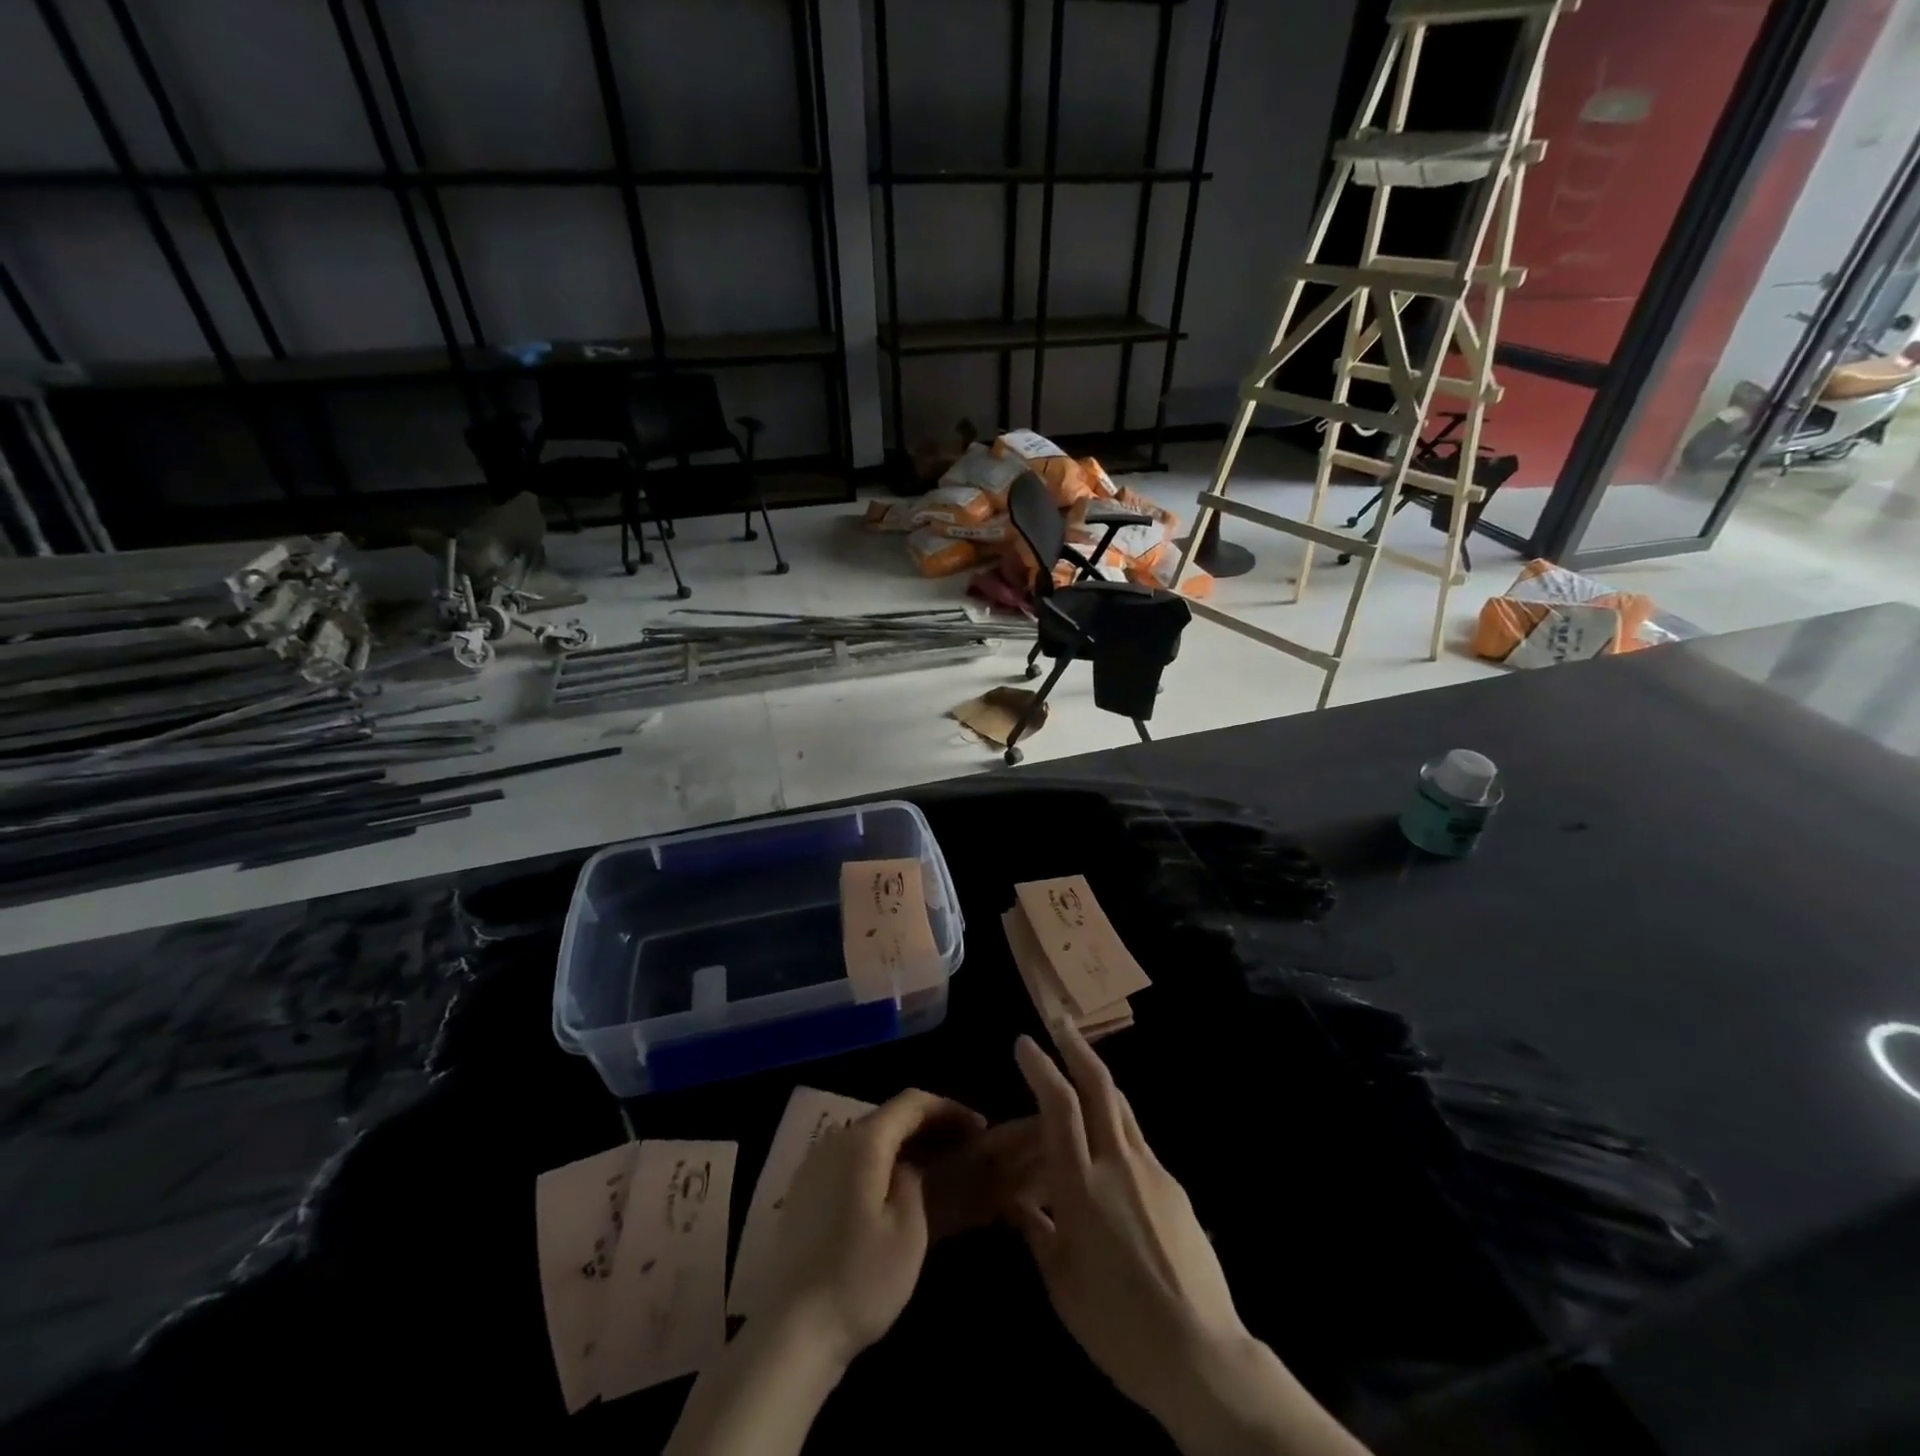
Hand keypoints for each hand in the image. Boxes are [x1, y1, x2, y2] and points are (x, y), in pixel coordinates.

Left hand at [763, 1089, 984, 1366]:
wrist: (791, 1333)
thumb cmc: (860, 1279)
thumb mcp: (908, 1231)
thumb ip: (914, 1182)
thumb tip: (908, 1167)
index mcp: (863, 1142)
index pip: (911, 1103)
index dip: (948, 1109)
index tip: (979, 1128)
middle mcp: (835, 1141)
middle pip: (888, 1117)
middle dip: (928, 1126)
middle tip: (963, 1147)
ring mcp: (814, 1166)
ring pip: (868, 1139)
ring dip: (903, 1145)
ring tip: (936, 1166)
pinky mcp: (804, 1193)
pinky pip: (850, 1161)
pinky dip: (879, 1164)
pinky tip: (894, 1191)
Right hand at [1010, 1026, 1245, 1415]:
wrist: (1201, 1355)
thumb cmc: (1117, 1326)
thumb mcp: (1061, 1284)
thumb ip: (1036, 1231)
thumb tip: (1016, 1202)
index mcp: (1082, 1185)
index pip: (1059, 1105)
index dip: (1041, 1067)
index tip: (1024, 1042)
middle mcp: (1118, 1163)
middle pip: (1099, 1085)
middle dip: (1076, 1047)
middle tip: (1060, 1023)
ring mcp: (1153, 1170)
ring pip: (1122, 1107)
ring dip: (1098, 1080)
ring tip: (1081, 1070)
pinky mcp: (1175, 1187)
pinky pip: (1138, 1142)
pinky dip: (1116, 1127)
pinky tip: (1109, 1155)